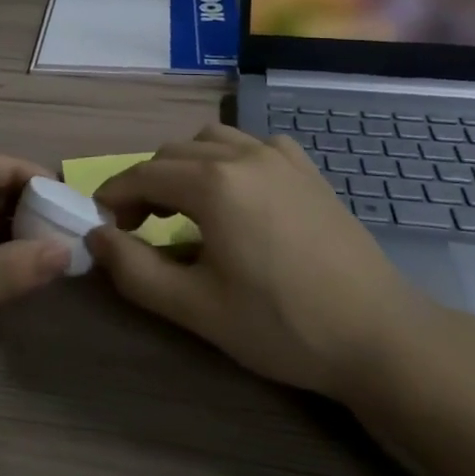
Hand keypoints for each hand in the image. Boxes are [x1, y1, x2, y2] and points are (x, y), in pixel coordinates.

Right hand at [87, 124, 436, 398]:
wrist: (378, 335)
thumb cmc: (282, 325)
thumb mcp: (197, 308)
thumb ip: (135, 270)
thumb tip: (95, 238)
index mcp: (213, 183)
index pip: (142, 175)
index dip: (113, 197)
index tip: (102, 228)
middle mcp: (242, 155)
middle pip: (172, 154)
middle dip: (144, 184)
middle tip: (137, 228)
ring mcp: (279, 156)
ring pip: (210, 141)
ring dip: (184, 167)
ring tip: (183, 208)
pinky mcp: (306, 169)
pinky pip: (251, 145)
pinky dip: (227, 159)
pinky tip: (236, 194)